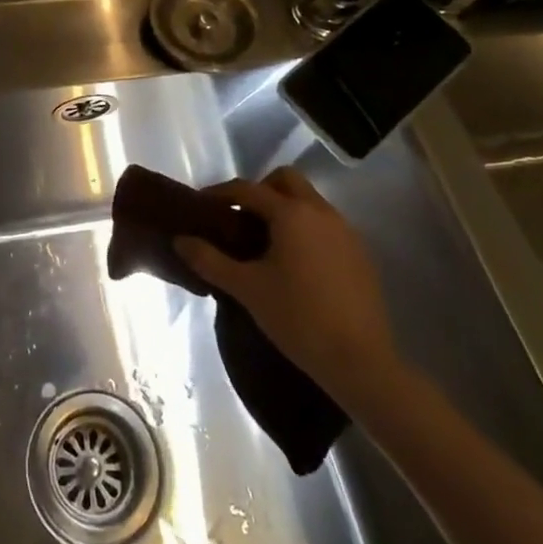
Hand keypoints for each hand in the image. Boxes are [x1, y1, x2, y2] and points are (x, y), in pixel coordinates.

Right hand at [175, 167, 400, 403]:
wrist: (362, 363)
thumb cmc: (298, 318)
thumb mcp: (247, 289)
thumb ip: (210, 260)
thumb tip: (180, 240)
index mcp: (291, 213)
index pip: (248, 188)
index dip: (221, 193)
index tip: (203, 205)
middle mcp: (321, 211)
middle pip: (286, 180)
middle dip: (260, 191)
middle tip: (240, 218)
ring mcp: (346, 232)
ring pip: (309, 202)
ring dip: (284, 210)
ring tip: (265, 242)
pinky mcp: (360, 254)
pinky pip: (326, 225)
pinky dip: (306, 230)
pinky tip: (296, 264)